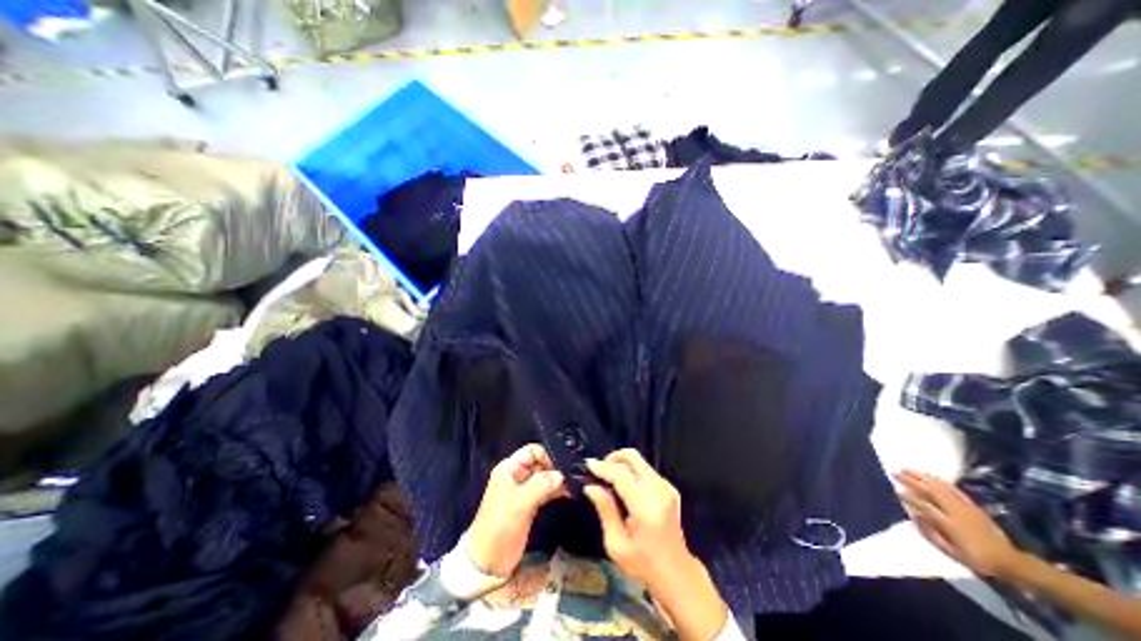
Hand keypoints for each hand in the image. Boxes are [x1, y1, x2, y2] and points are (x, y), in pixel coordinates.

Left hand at [467, 446, 565, 574]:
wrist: (487, 563)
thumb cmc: (500, 528)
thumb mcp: (519, 504)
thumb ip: (540, 485)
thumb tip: (561, 475)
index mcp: (509, 469)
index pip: (532, 451)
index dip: (547, 456)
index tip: (562, 468)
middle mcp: (517, 475)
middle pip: (540, 463)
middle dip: (555, 468)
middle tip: (572, 477)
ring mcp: (523, 489)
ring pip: (545, 477)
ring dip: (558, 480)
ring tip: (573, 485)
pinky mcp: (529, 503)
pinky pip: (546, 490)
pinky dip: (556, 491)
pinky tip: (569, 493)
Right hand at [582, 451, 725, 640]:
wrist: (676, 573)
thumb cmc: (643, 564)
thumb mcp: (616, 544)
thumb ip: (605, 510)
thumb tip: (591, 487)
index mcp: (646, 506)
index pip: (621, 474)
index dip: (603, 467)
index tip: (588, 465)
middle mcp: (659, 490)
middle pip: (633, 457)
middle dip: (612, 458)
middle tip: (599, 470)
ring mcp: (666, 486)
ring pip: (639, 461)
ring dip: (621, 464)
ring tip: (609, 479)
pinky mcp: (668, 487)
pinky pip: (645, 469)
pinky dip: (631, 470)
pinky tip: (623, 486)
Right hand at [901, 468, 1025, 577]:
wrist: (1010, 562)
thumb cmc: (976, 559)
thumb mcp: (952, 553)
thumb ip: (930, 533)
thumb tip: (914, 515)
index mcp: (949, 524)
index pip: (924, 506)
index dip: (909, 497)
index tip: (896, 491)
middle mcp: (956, 512)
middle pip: (931, 492)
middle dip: (911, 481)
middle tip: (895, 473)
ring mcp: (966, 507)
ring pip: (941, 487)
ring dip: (922, 477)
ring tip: (907, 469)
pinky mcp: (973, 506)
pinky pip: (954, 489)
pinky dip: (940, 481)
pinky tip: (930, 476)